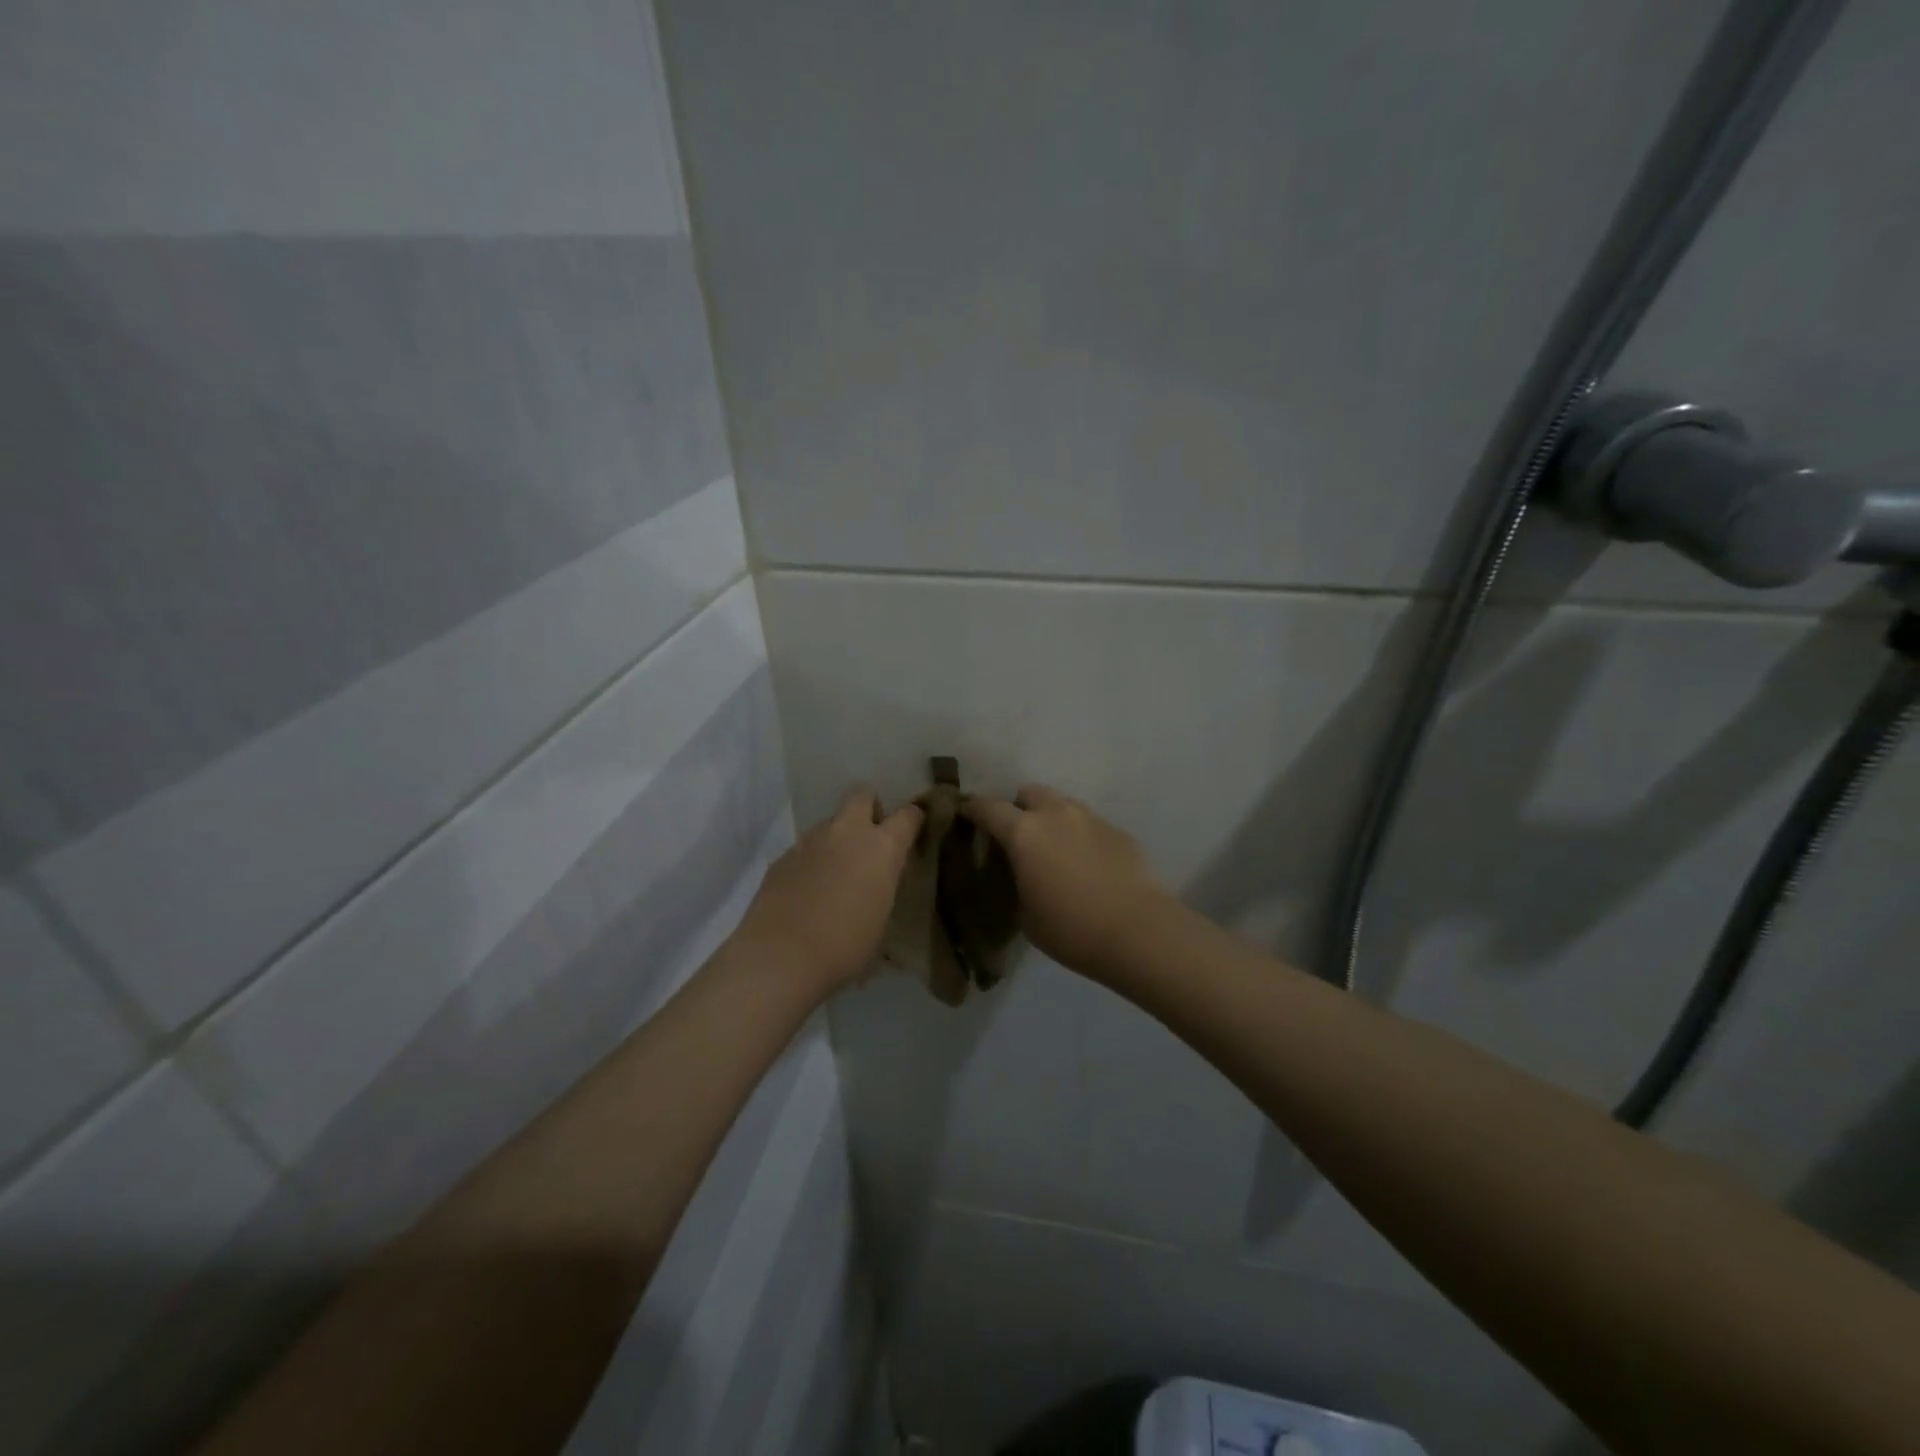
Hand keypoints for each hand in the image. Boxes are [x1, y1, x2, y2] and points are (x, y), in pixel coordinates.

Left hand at [732, 789, 924, 996]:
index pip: (908, 815)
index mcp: (882, 847)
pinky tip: (807, 890)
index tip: (913, 830)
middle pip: (862, 796)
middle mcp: (847, 832)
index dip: (913, 819)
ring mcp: (811, 841)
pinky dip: (811, 861)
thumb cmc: (846, 946)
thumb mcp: (881, 920)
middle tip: (870, 838)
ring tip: (835, 872)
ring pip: (830, 822)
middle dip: (869, 808)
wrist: (781, 955)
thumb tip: (878, 885)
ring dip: (837, 838)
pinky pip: (805, 848)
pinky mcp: (783, 856)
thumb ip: (883, 889)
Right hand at [961, 785, 1176, 981]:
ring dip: (1052, 819)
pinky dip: (1081, 836)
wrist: (1138, 932)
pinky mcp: (1118, 831)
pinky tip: (1088, 866)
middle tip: (1019, 836)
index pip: (988, 807)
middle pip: (1029, 792)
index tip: (965, 814)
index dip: (973, 809)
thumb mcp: (1026, 914)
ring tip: (1055, 850)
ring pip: (1063, 804)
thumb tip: (1022, 874)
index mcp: (1024, 833)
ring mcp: (1091, 819)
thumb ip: (1017, 882)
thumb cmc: (1071, 929)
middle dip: (1019, 808)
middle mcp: (1056, 815)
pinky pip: (1090, 824)